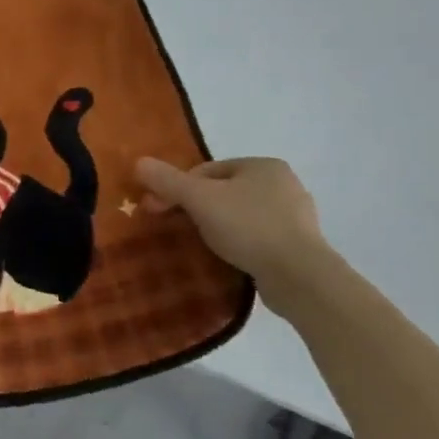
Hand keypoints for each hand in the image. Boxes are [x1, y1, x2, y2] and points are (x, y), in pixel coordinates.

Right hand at [136, 157, 328, 286]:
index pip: (207, 170)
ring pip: (241, 214)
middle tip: (177, 227)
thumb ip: (168, 180)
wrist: (300, 277)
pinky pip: (258, 237)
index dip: (177, 188)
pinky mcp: (300, 246)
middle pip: (224, 191)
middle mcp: (284, 184)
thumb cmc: (248, 227)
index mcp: (263, 165)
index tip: (159, 210)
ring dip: (218, 226)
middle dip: (197, 207)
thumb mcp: (199, 199)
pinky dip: (240, 243)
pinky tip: (229, 257)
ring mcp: (296, 216)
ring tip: (202, 244)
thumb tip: (139, 162)